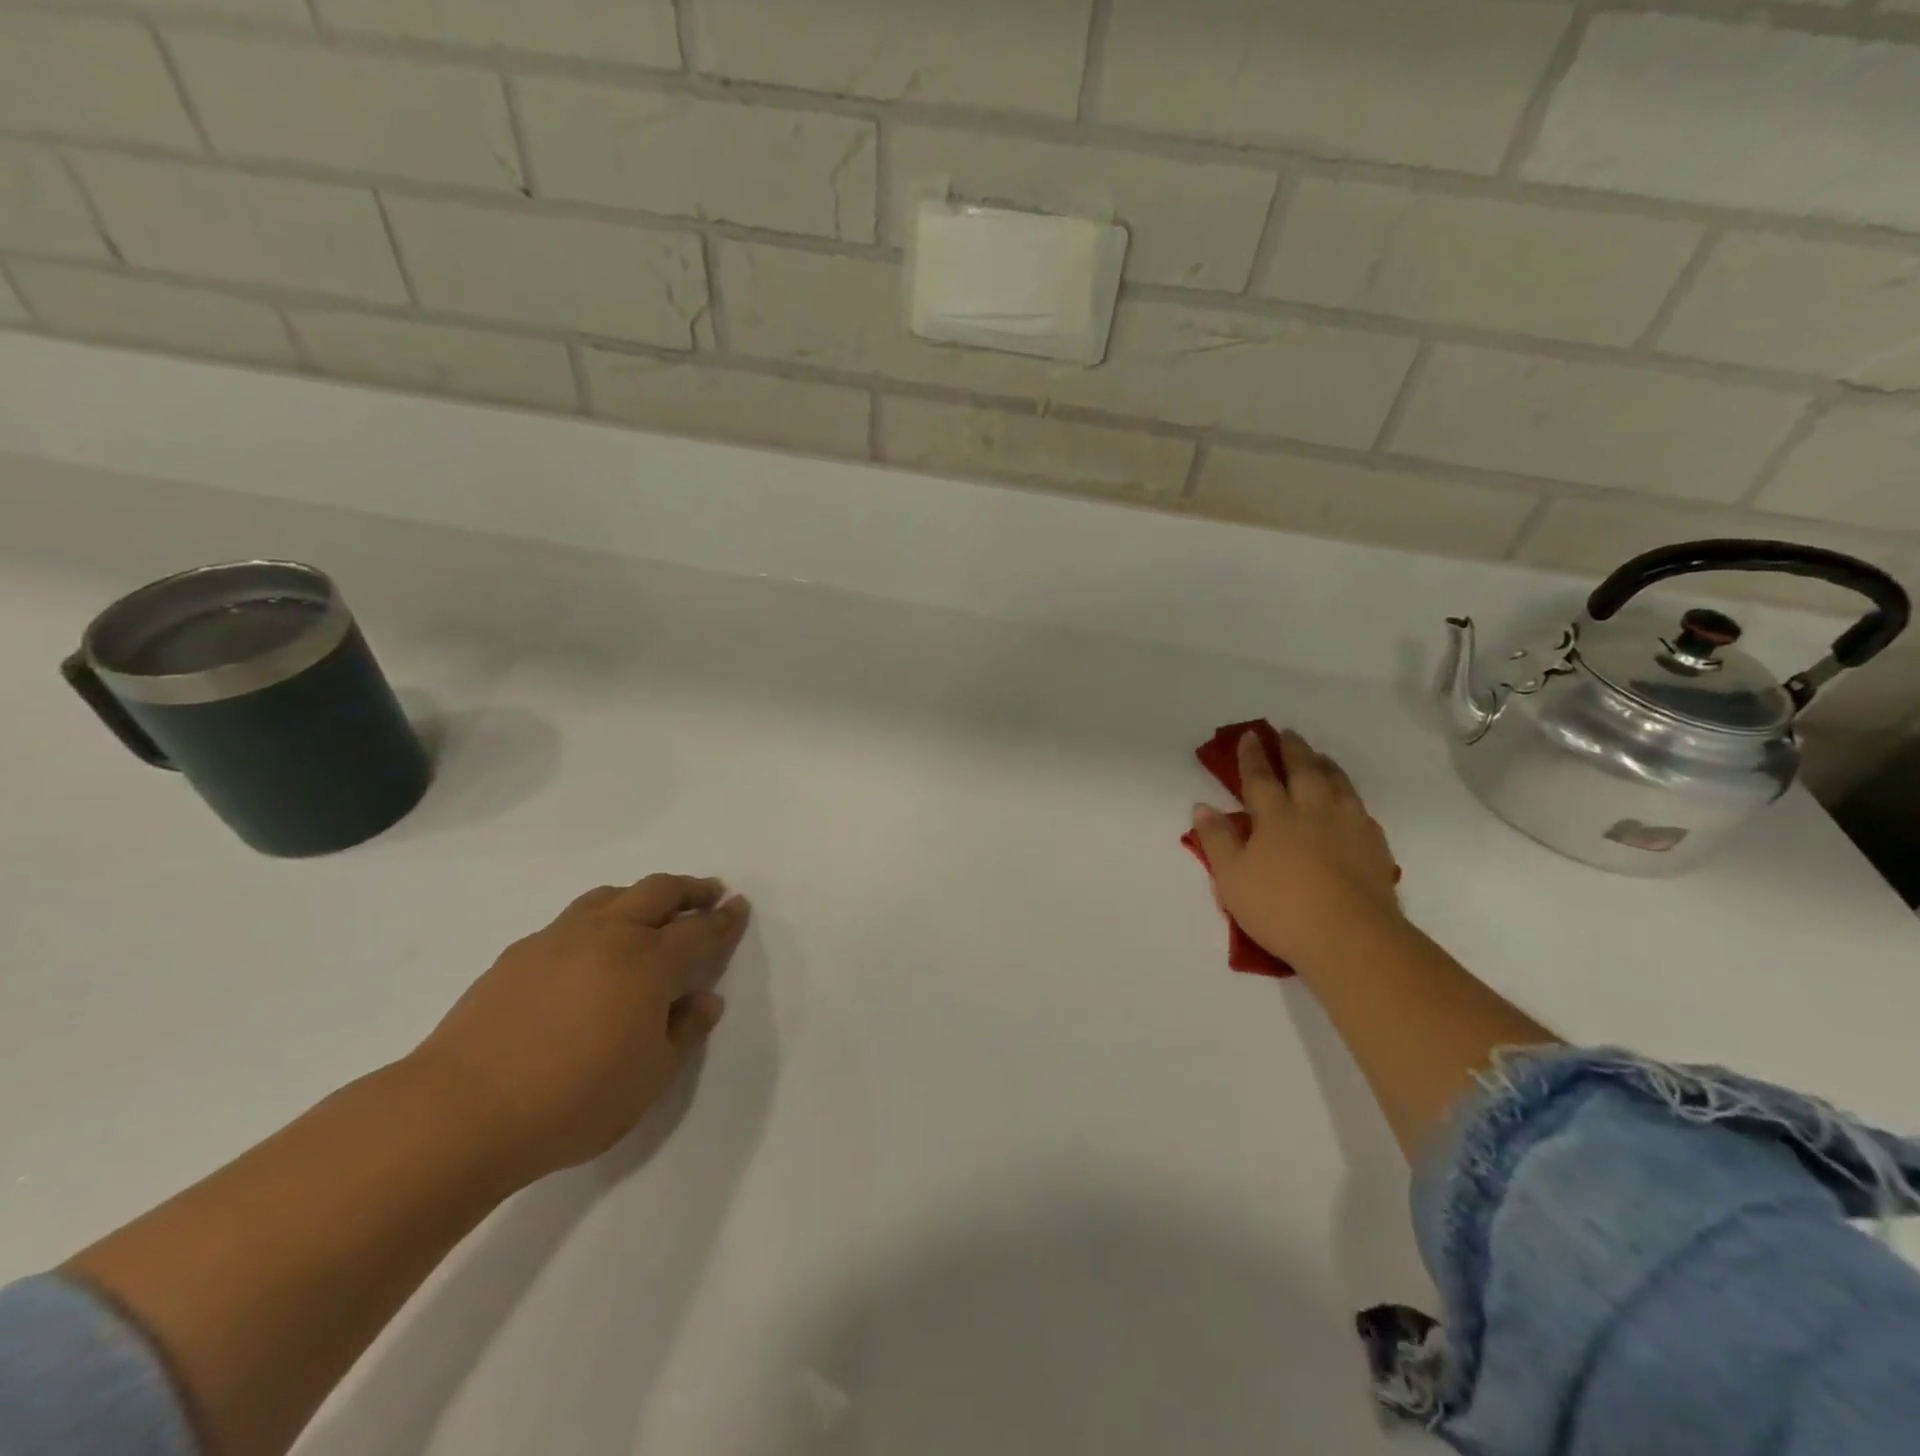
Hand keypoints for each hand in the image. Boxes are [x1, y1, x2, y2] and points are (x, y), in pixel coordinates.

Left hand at [409, 874, 750, 1183]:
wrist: (461, 1112)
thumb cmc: (573, 1100)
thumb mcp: (651, 1078)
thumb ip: (684, 1032)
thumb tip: (704, 999)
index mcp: (649, 962)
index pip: (700, 931)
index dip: (725, 919)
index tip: (739, 906)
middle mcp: (609, 935)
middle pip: (658, 892)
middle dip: (690, 889)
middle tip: (708, 892)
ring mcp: (559, 939)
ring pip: (611, 896)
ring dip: (641, 895)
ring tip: (651, 909)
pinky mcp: (519, 953)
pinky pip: (572, 919)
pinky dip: (598, 918)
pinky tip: (590, 948)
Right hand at [1190, 730, 1400, 968]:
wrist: (1352, 938)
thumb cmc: (1280, 907)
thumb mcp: (1231, 878)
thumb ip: (1217, 839)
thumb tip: (1203, 805)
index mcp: (1275, 816)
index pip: (1260, 777)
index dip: (1252, 755)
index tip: (1250, 735)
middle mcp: (1313, 811)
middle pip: (1303, 771)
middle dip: (1292, 750)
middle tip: (1287, 733)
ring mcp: (1349, 826)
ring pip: (1337, 784)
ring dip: (1326, 765)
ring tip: (1320, 756)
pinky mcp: (1375, 847)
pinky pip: (1361, 809)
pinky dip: (1350, 796)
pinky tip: (1350, 802)